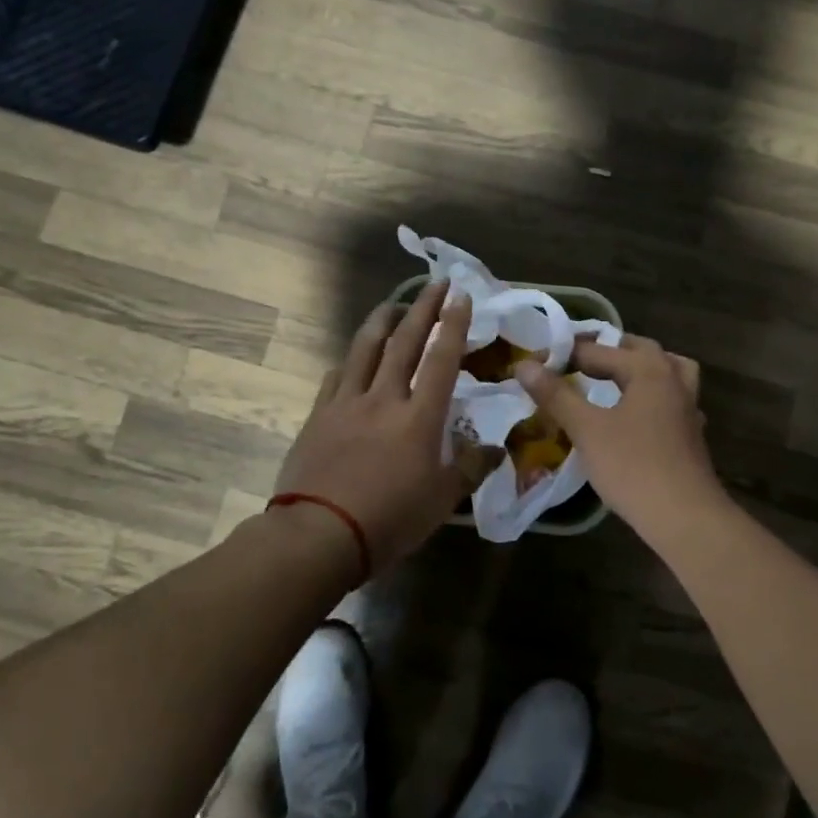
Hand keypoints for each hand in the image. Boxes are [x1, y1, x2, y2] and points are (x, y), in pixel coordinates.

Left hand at [273, 283, 471, 573]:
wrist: (319, 534)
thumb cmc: (389, 519)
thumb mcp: (442, 500)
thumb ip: (471, 468)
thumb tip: (498, 449)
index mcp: (419, 417)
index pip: (441, 359)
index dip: (453, 325)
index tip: (460, 295)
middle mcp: (384, 398)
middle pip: (405, 342)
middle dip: (423, 308)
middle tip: (436, 283)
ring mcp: (347, 403)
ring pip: (365, 349)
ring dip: (382, 321)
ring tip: (393, 304)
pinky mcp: (318, 415)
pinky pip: (336, 377)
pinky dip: (349, 360)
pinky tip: (352, 357)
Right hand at [515, 336, 723, 538]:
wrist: (685, 518)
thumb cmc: (633, 468)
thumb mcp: (586, 429)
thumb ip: (556, 395)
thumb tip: (524, 365)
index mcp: (648, 369)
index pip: (597, 351)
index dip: (562, 356)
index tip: (533, 367)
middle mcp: (673, 379)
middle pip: (639, 350)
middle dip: (606, 352)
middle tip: (574, 363)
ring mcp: (687, 407)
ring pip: (665, 371)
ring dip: (638, 369)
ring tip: (613, 378)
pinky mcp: (691, 433)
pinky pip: (670, 399)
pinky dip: (651, 396)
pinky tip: (635, 415)